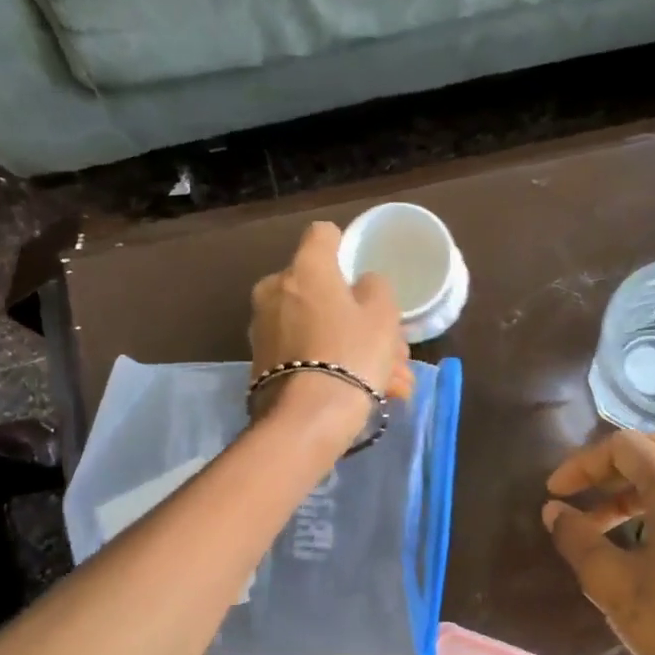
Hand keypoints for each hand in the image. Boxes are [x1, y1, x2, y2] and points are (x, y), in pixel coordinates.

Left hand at [250, 222, 414, 441]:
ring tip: (391, 383)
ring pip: (319, 330)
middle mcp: (275, 290)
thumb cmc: (351, 354)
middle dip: (359, 318)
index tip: (360, 273)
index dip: (344, 248)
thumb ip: (375, 288)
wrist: (308, 418)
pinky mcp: (261, 365)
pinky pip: (306, 356)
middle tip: (392, 350)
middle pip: (323, 292)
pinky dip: (332, 368)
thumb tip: (361, 285)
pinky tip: (366, 394)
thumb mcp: (382, 315)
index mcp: (305, 268)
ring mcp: (264, 329)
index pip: (323, 235)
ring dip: (353, 350)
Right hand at [543, 431, 654, 654]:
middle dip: (607, 472)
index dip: (582, 464)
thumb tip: (555, 512)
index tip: (556, 494)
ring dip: (634, 490)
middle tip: (576, 502)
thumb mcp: (614, 585)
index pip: (623, 446)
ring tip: (602, 527)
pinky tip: (644, 542)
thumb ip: (577, 538)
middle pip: (652, 452)